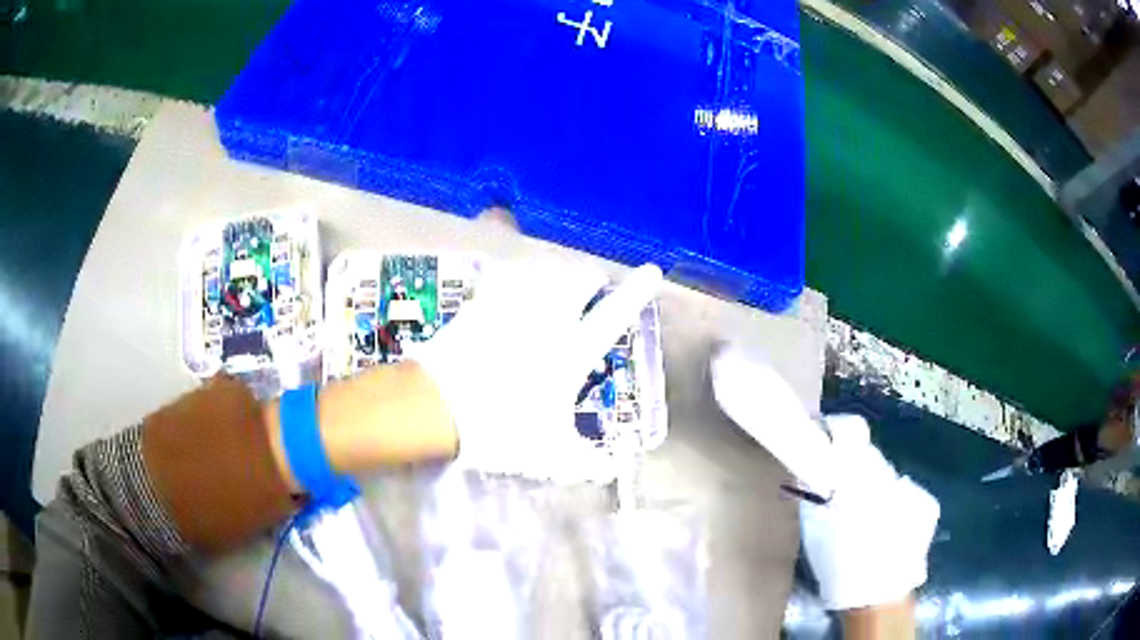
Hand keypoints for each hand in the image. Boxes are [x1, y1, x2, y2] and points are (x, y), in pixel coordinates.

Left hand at [410, 260, 662, 480]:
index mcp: (570, 354)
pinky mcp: (479, 305)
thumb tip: (612, 469)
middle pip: (576, 280)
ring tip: (556, 278)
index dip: (636, 292)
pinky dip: (515, 275)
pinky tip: (513, 279)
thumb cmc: (500, 429)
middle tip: (590, 286)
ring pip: (542, 271)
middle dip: (588, 279)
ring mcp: (510, 308)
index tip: (651, 271)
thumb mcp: (550, 454)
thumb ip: (586, 462)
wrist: (438, 408)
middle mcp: (546, 321)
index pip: (613, 317)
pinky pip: (504, 277)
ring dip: (555, 271)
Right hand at [799, 415, 938, 610]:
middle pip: (868, 457)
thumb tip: (808, 466)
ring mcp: (913, 488)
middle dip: (854, 468)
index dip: (834, 433)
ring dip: (874, 487)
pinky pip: (906, 491)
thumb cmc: (840, 566)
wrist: (877, 598)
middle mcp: (890, 473)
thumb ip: (813, 493)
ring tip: (865, 517)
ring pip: (887, 475)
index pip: (849, 432)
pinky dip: (895, 502)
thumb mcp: (816, 530)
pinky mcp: (928, 503)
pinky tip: (889, 526)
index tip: (823, 443)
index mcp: (858, 477)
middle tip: (841, 493)